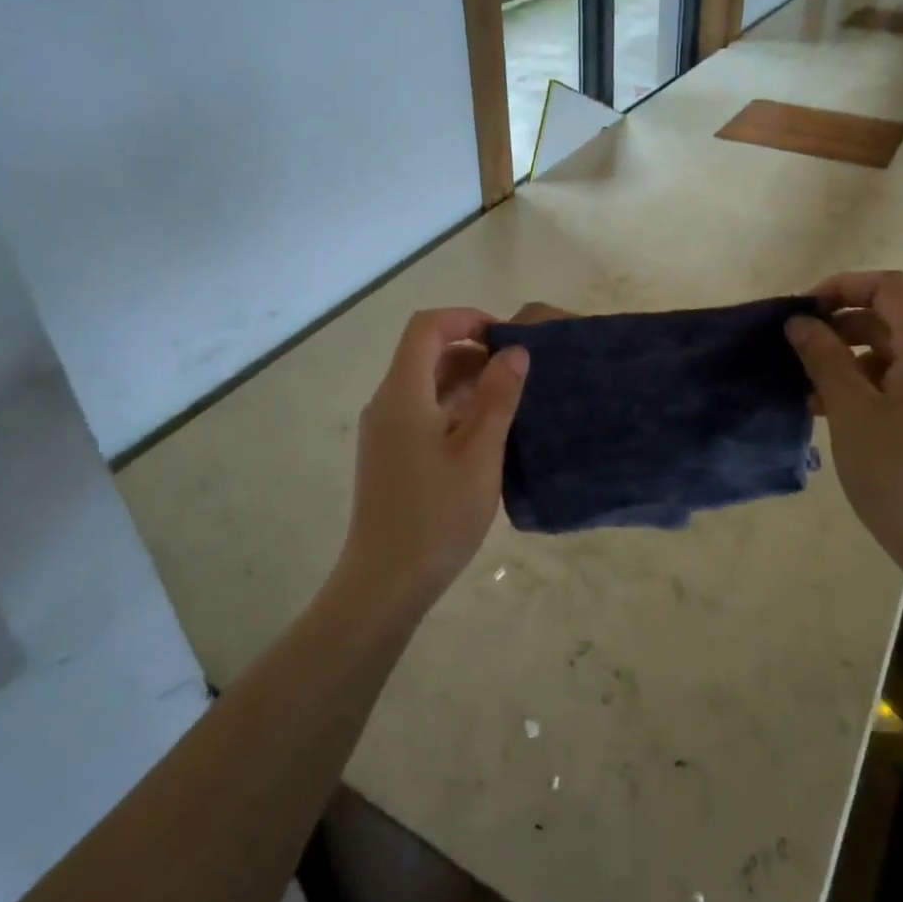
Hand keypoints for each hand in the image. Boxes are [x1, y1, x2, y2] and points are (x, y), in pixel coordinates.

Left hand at [341, 308, 528, 605]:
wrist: (386, 582)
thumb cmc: (437, 515)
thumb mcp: (480, 453)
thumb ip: (498, 397)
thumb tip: (515, 352)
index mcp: (403, 393)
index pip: (427, 328)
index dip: (465, 319)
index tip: (505, 336)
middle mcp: (387, 403)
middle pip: (425, 353)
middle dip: (472, 350)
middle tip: (517, 370)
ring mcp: (385, 430)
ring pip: (425, 384)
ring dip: (465, 380)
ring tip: (510, 398)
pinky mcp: (390, 454)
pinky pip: (422, 411)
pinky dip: (454, 406)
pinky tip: (486, 430)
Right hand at [785, 271, 902, 604]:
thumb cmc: (900, 476)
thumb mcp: (851, 412)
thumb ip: (824, 358)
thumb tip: (800, 322)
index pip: (889, 288)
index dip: (842, 286)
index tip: (803, 311)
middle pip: (893, 321)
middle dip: (841, 329)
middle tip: (798, 354)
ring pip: (899, 356)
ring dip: (853, 362)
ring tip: (812, 393)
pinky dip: (874, 387)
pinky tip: (843, 416)